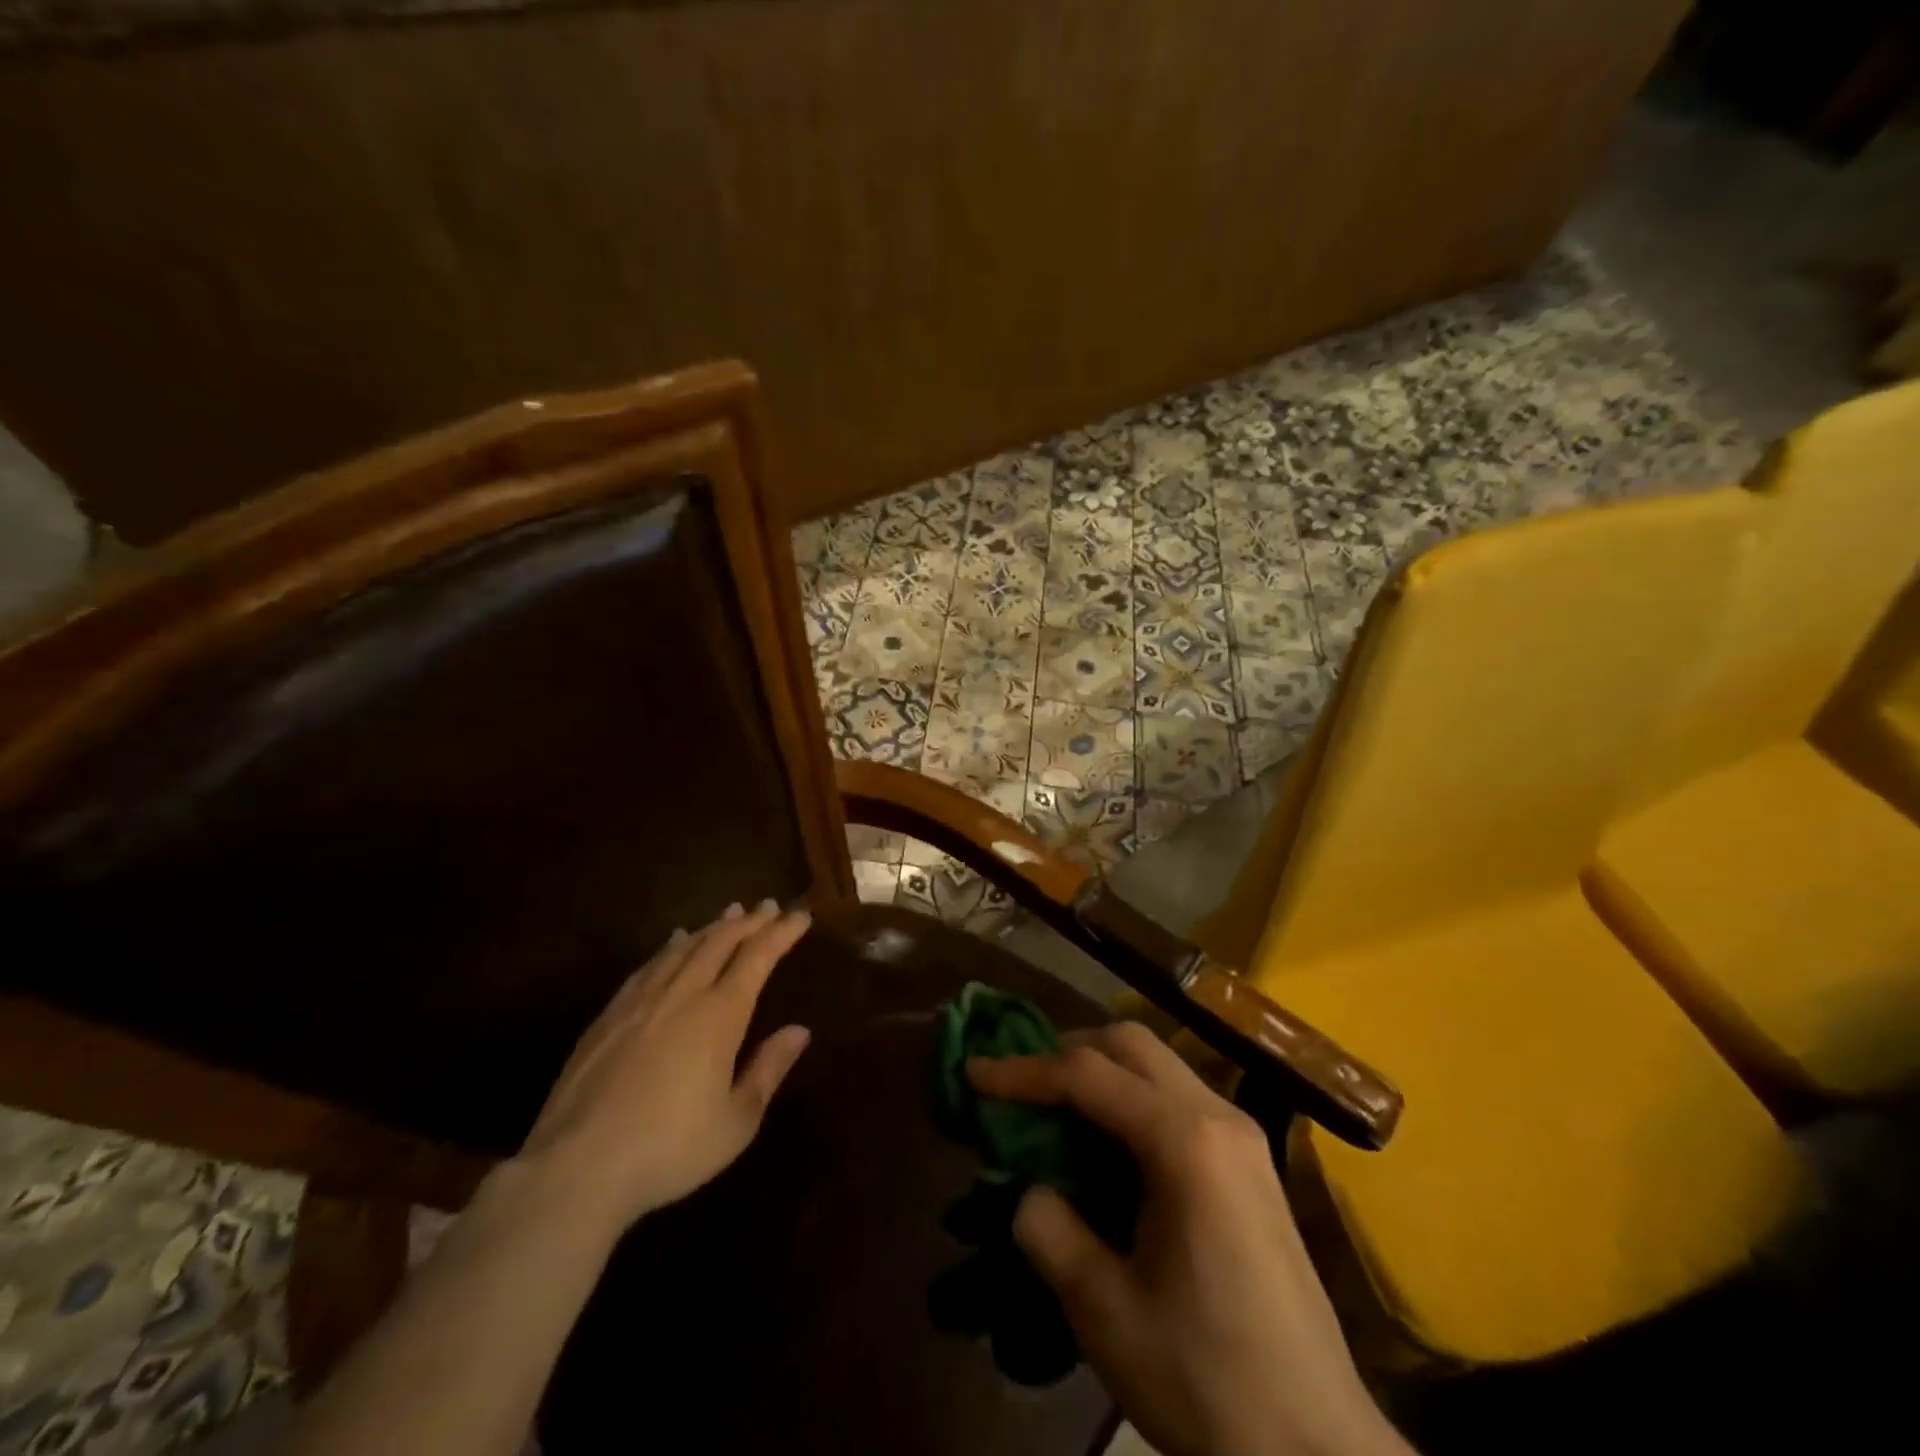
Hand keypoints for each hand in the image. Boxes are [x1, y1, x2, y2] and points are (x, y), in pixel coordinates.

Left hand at [518, 900, 812, 1238]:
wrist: (576, 1168)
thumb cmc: (669, 1149)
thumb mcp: (736, 1122)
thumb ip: (768, 1070)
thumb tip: (800, 1030)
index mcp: (720, 1016)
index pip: (757, 958)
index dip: (781, 933)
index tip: (800, 916)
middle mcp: (682, 995)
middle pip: (720, 942)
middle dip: (749, 922)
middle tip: (768, 907)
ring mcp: (640, 1002)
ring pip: (683, 948)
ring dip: (712, 927)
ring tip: (730, 914)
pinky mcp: (608, 1017)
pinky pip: (648, 966)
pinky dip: (670, 947)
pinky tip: (674, 942)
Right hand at [967, 1025, 1409, 1455]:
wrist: (1321, 1455)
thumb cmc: (1207, 1381)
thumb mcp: (1105, 1311)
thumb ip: (1050, 1230)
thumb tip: (1030, 1188)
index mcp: (1185, 1141)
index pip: (1087, 1075)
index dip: (1023, 1070)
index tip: (973, 1074)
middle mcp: (1219, 1116)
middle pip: (1131, 1044)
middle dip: (1067, 1053)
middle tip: (1020, 1087)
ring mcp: (1242, 1137)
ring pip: (1158, 1066)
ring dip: (1101, 1074)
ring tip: (1054, 1112)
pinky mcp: (1251, 1165)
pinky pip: (1178, 1100)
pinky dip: (1131, 1102)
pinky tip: (1107, 1148)